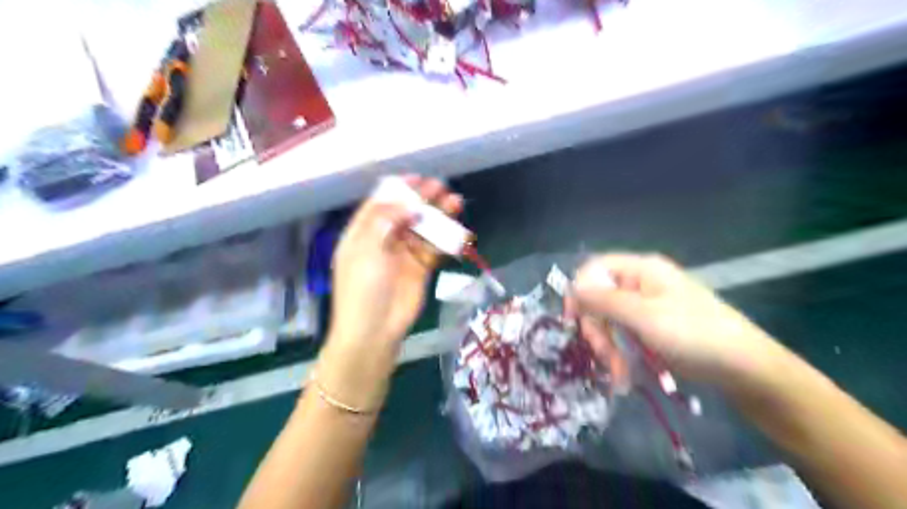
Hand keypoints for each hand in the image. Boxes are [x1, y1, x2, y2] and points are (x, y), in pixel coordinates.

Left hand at [331, 175, 462, 349]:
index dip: (397, 190)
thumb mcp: (367, 250)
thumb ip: (386, 221)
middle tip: (441, 186)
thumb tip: (408, 203)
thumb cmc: (363, 288)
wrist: (375, 331)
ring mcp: (402, 255)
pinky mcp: (420, 269)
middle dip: (422, 199)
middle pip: (404, 213)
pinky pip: (434, 249)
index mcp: (362, 234)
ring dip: (437, 216)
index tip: (417, 178)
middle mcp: (382, 241)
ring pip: (422, 229)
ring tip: (455, 201)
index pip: (379, 204)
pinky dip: (445, 239)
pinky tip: (457, 230)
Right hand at [572, 253, 786, 386]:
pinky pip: (622, 336)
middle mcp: (640, 284)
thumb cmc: (694, 334)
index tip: (571, 320)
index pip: (594, 270)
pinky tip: (622, 374)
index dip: (579, 291)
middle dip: (597, 329)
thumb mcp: (645, 316)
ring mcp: (645, 307)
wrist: (744, 368)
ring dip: (607, 346)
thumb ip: (604, 301)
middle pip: (599, 299)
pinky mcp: (650, 329)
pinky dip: (619, 354)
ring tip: (617, 373)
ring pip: (608, 321)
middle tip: (603, 355)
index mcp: (641, 270)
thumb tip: (572, 289)